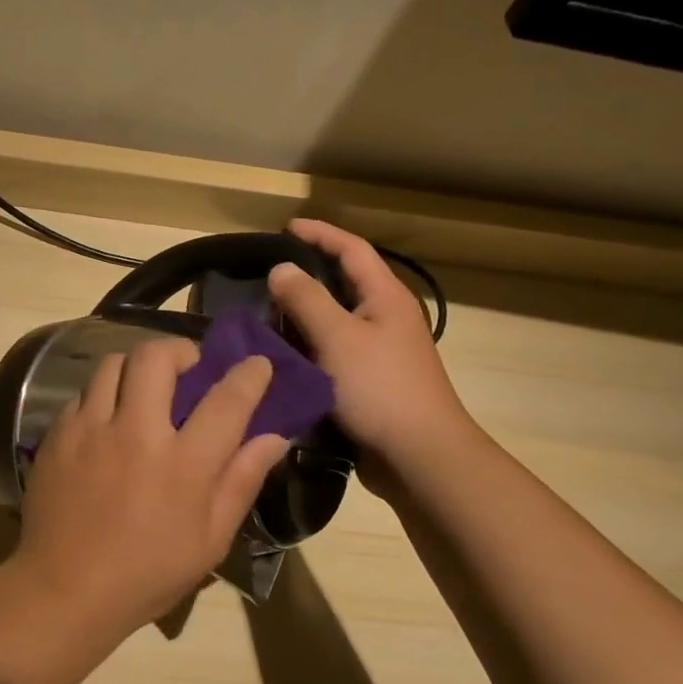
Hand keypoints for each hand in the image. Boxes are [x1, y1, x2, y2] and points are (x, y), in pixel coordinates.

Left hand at [13, 337, 290, 632]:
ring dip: (136, 367)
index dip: (248, 375)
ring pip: (112, 365)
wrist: (64, 589)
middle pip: (156, 358)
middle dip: (179, 350)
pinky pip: (83, 395)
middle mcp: (135, 433)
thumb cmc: (147, 573)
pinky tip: (107, 421)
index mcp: (183, 464)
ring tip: (144, 389)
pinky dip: (102, 396)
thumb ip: (241, 481)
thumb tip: (273, 437)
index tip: (257, 364)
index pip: (226, 400)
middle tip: (187, 368)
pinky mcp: (57, 435)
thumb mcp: (210, 540)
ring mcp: (90, 429)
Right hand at [267, 219, 477, 473]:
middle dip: (306, 274)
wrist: (419, 455)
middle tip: (265, 275)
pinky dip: (307, 345)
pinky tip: (281, 354)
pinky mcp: (369, 380)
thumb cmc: (380, 388)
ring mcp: (378, 350)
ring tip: (264, 314)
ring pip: (334, 319)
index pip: (352, 249)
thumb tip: (281, 269)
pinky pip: (332, 350)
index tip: (285, 227)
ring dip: (302, 314)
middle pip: (343, 283)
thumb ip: (306, 299)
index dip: (320, 233)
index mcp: (385, 297)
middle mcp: (385, 317)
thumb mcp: (337, 338)